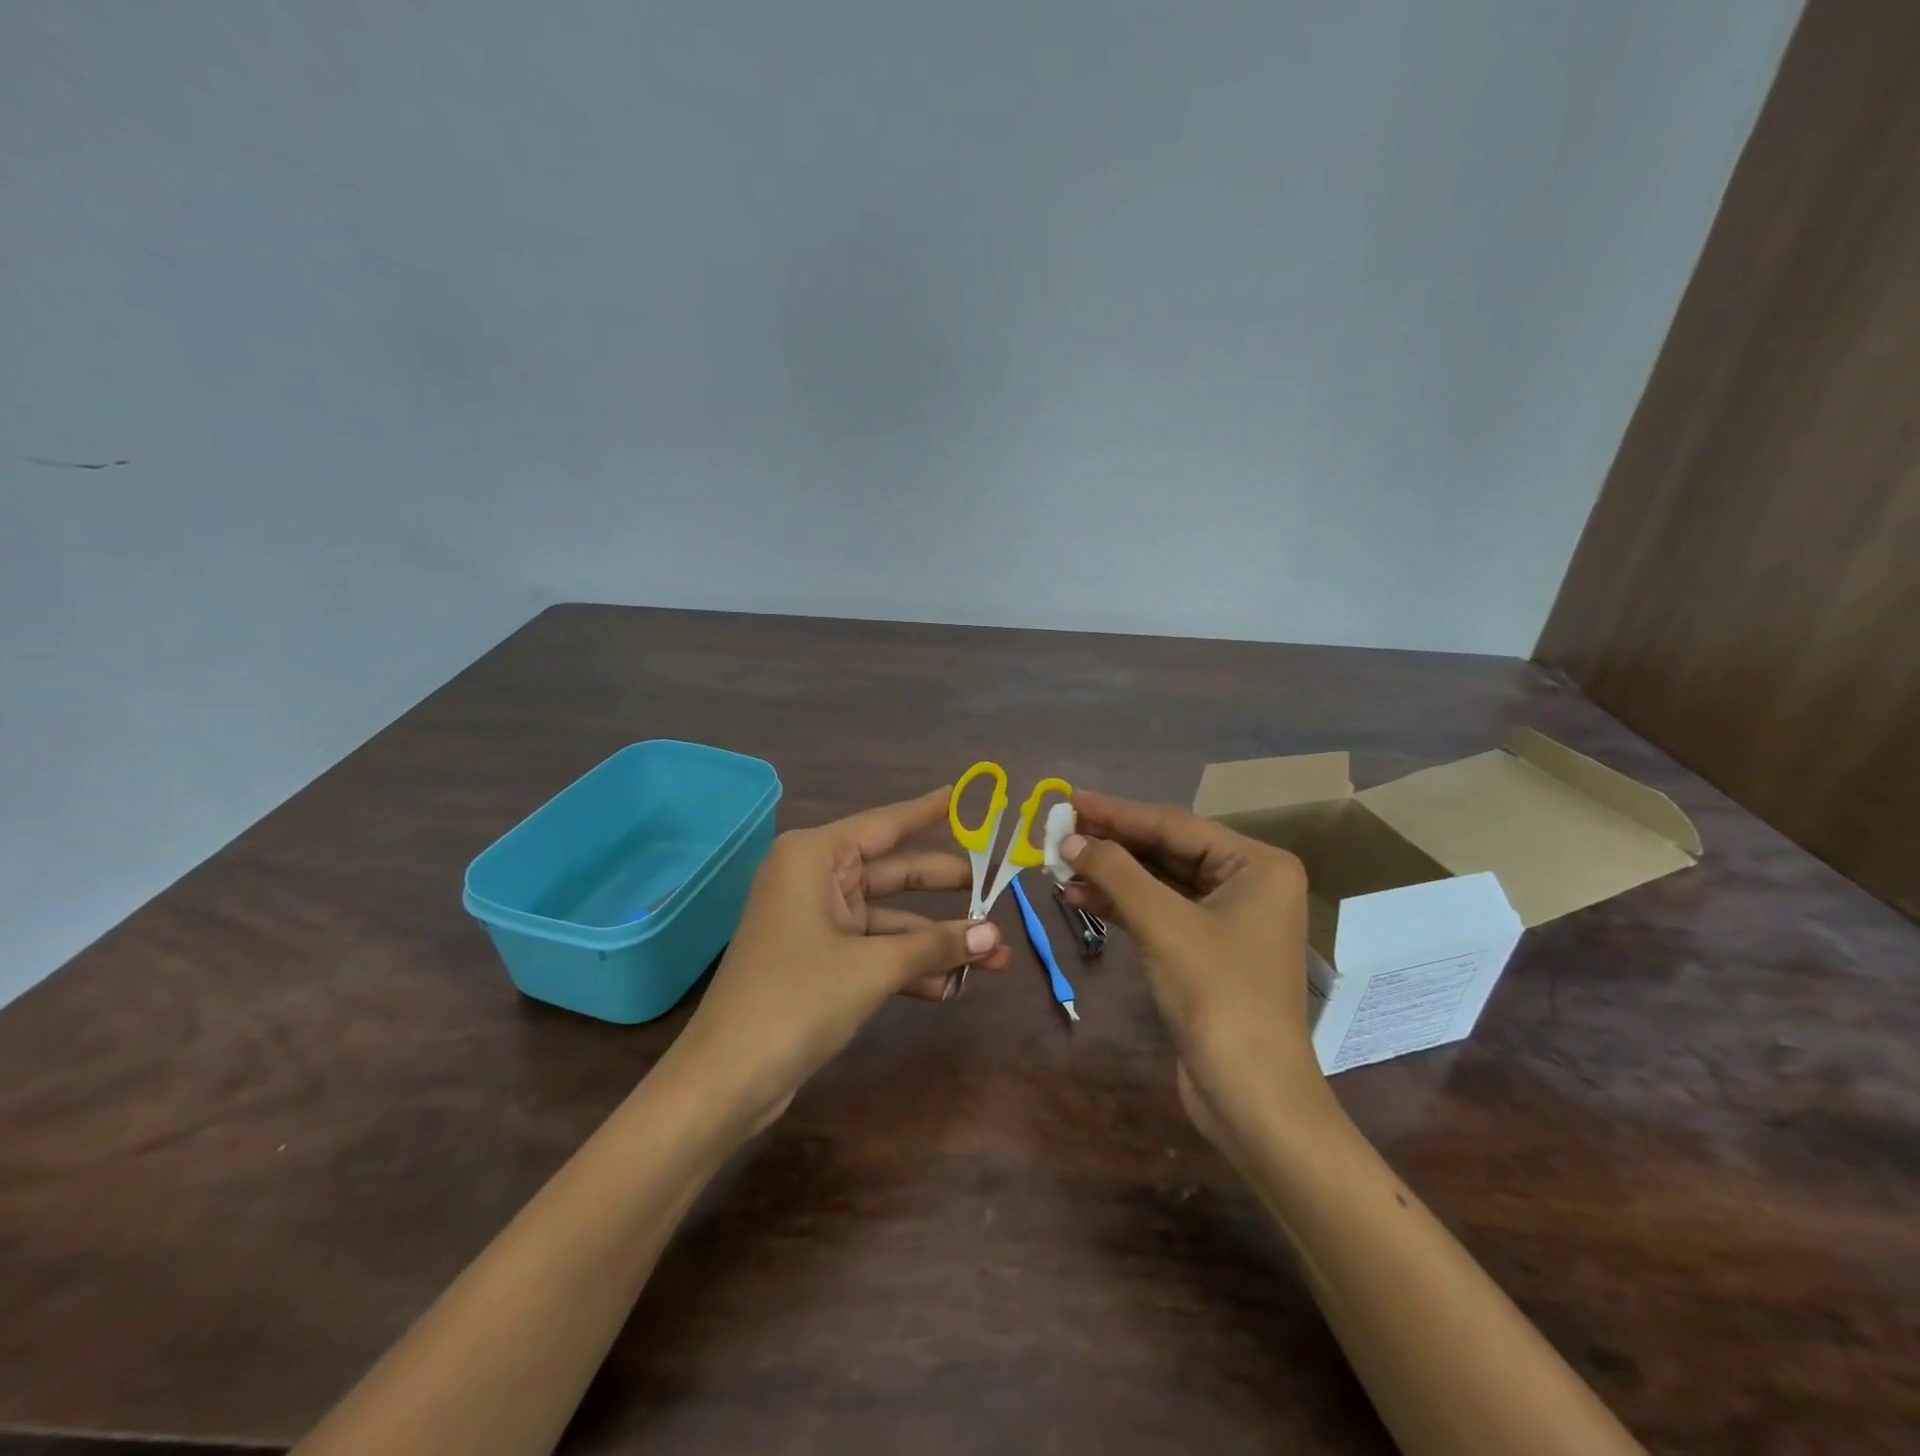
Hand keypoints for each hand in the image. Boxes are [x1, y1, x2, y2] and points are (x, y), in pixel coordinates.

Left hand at [678, 788, 1010, 1131]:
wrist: (726, 1079)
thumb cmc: (798, 1000)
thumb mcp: (874, 967)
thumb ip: (936, 945)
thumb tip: (993, 936)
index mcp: (815, 856)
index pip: (886, 823)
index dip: (929, 811)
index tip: (966, 795)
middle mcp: (814, 878)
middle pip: (894, 873)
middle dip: (948, 891)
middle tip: (999, 891)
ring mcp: (815, 920)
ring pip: (889, 918)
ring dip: (935, 940)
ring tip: (993, 958)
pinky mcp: (818, 960)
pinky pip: (873, 949)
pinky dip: (908, 966)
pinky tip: (951, 988)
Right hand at [1061, 792, 1327, 1146]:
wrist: (1250, 1095)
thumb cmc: (1218, 996)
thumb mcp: (1163, 924)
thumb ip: (1115, 872)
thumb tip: (1068, 838)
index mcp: (1257, 865)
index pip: (1175, 825)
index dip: (1117, 812)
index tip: (1069, 799)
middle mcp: (1248, 883)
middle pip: (1167, 850)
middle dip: (1112, 844)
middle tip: (1058, 830)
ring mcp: (1227, 918)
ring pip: (1158, 881)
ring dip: (1110, 874)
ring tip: (1059, 865)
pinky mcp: (1205, 949)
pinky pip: (1158, 911)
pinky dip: (1121, 904)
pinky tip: (1079, 896)